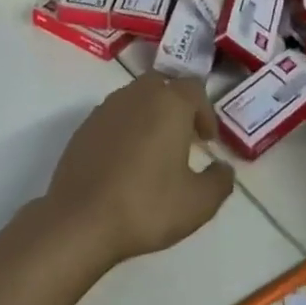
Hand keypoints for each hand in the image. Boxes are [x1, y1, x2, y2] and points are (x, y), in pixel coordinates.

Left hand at [42, 75, 236, 269]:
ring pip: (136, 98)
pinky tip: (126, 161)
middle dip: (177, 106)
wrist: (81, 219)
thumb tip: (224, 168)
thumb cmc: (146, 205)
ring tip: (155, 150)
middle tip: (183, 138)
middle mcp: (138, 94)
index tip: (207, 140)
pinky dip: (126, 128)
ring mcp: (107, 107)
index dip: (205, 112)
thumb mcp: (198, 203)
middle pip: (163, 85)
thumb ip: (220, 181)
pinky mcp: (85, 125)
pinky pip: (114, 116)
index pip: (195, 89)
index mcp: (169, 103)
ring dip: (150, 115)